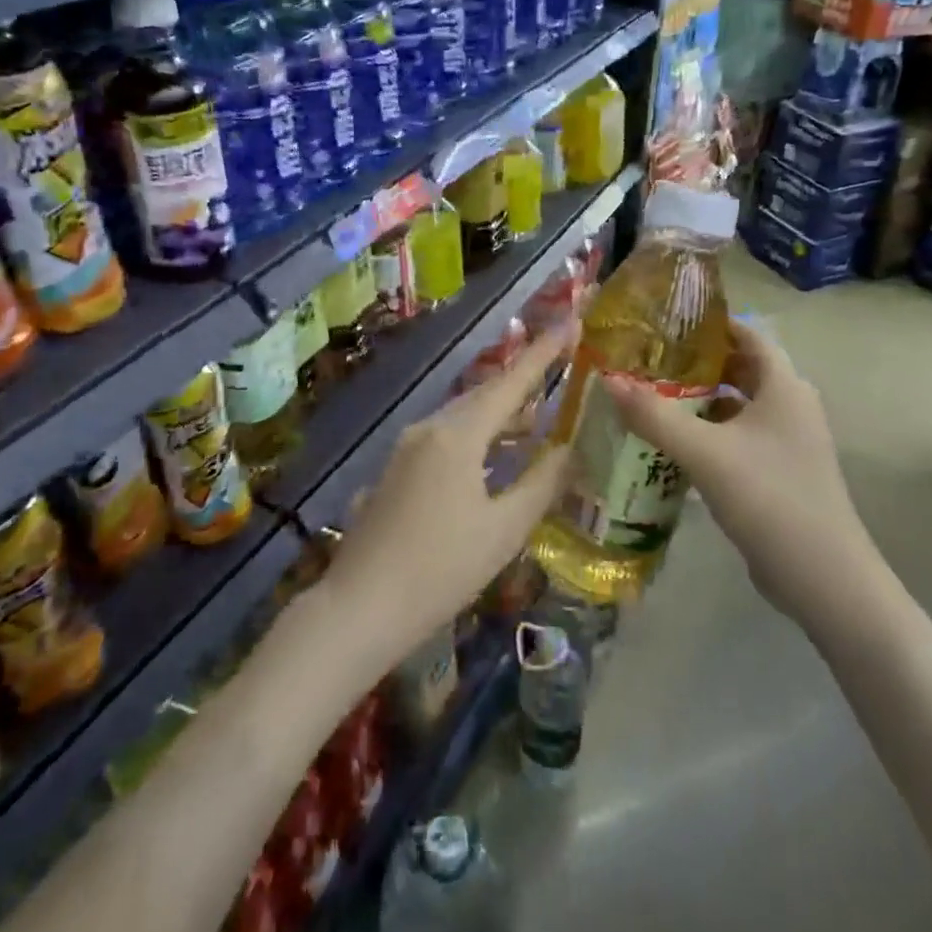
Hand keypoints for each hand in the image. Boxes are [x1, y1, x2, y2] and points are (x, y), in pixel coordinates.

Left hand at [320, 321, 577, 668]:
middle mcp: (429, 428)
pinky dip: (477, 437)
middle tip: (559, 370)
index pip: (511, 383)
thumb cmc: (440, 569)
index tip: (570, 324)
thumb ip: (541, 483)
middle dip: (523, 383)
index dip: (544, 354)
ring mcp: (407, 447)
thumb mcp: (503, 530)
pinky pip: (445, 437)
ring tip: (536, 419)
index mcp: (457, 434)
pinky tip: (493, 457)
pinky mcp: (396, 469)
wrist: (360, 607)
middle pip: (484, 394)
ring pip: (463, 417)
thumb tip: (569, 450)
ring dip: (500, 414)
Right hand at [604, 319, 881, 618]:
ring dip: (698, 400)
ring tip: (650, 396)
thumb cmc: (769, 497)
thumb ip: (654, 415)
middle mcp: (790, 406)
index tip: (665, 322)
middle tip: (647, 360)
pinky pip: (738, 438)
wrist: (823, 578)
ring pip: (737, 406)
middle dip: (695, 363)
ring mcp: (787, 442)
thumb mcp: (704, 452)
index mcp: (783, 387)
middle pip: (740, 369)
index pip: (747, 335)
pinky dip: (708, 433)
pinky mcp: (779, 472)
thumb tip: (608, 379)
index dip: (710, 324)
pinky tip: (671, 443)